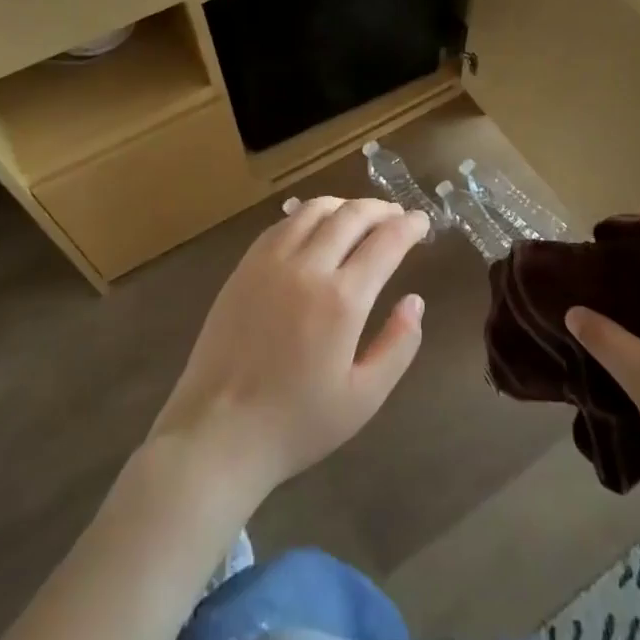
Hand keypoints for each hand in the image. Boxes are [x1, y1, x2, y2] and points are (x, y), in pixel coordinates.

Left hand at [147, 198, 427, 509]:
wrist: (217, 434)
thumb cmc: (297, 423)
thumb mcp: (364, 398)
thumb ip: (398, 345)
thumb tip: (414, 301)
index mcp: (342, 300)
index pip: (386, 242)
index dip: (409, 226)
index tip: (422, 221)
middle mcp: (307, 268)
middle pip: (351, 215)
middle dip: (380, 209)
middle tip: (396, 215)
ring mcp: (269, 263)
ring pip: (313, 210)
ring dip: (344, 205)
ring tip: (359, 215)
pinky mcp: (243, 268)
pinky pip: (281, 225)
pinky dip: (307, 216)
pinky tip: (315, 228)